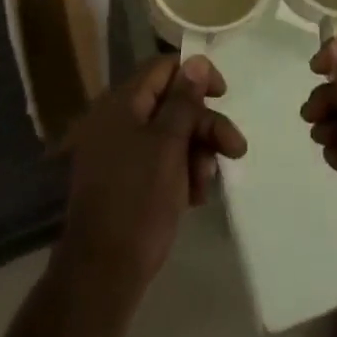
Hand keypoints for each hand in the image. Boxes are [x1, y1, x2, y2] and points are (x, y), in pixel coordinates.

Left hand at [60, 53, 247, 294]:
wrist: (101, 276)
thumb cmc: (138, 201)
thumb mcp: (168, 145)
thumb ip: (184, 101)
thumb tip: (197, 60)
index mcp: (122, 103)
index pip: (164, 68)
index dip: (196, 76)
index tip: (223, 96)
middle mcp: (117, 120)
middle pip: (171, 104)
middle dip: (204, 125)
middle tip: (235, 149)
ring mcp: (119, 152)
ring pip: (170, 135)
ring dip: (196, 153)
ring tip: (207, 185)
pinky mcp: (124, 181)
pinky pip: (160, 162)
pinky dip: (181, 172)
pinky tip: (195, 197)